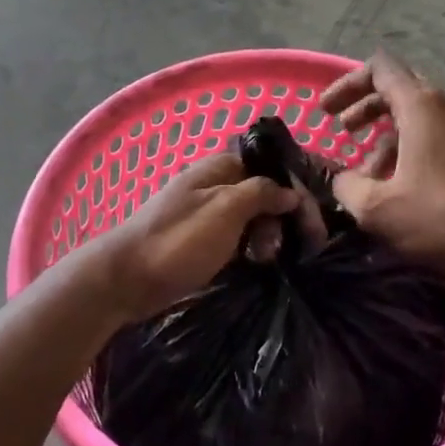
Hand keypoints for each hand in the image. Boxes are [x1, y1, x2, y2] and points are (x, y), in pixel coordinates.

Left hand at [90, 153, 299, 321]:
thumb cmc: (178, 240)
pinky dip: (252, 246)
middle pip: (266, 191)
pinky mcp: (202, 240)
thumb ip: (261, 193)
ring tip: (270, 259)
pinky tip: (258, 262)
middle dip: (287, 215)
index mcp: (220, 167)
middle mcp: (216, 184)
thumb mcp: (225, 210)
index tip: (319, 220)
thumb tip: (290, 192)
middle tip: (304, 246)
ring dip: (270, 235)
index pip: (273, 166)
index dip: (299, 188)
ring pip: (254, 216)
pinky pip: (239, 236)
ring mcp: (208, 213)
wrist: (125, 279)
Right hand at [321, 51, 444, 281]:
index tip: (327, 112)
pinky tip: (405, 187)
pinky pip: (441, 138)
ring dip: (388, 137)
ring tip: (368, 175)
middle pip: (401, 90)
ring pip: (421, 119)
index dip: (347, 83)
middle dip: (366, 108)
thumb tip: (342, 179)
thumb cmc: (443, 217)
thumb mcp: (378, 209)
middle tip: (344, 131)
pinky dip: (414, 150)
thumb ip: (347, 187)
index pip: (380, 69)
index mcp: (422, 107)